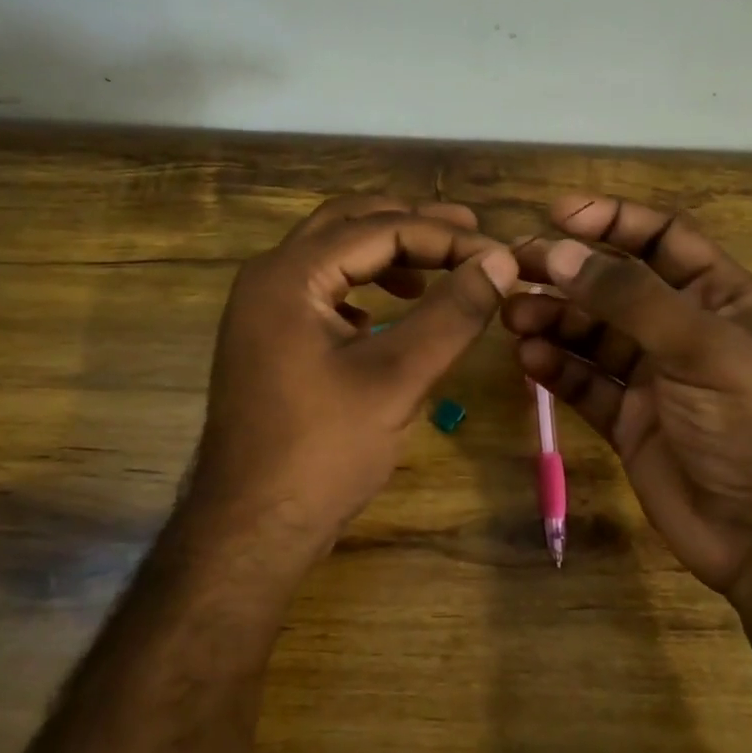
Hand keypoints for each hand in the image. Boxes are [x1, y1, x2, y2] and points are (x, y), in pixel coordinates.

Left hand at [189, 195, 517, 554]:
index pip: (379, 229)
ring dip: (386, 254)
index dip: (446, 237)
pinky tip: (389, 313)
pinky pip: (321, 292)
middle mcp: (268, 279)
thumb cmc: (323, 451)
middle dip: (412, 227)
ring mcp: (262, 311)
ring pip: (332, 257)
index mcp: (289, 275)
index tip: (499, 256)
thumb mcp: (397, 378)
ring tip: (438, 272)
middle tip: (471, 236)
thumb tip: (500, 262)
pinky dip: (362, 288)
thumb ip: (452, 314)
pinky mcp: (269, 342)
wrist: (251, 527)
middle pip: (348, 225)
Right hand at [505, 194, 751, 593]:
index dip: (612, 220)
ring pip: (592, 335)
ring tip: (514, 316)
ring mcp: (653, 379)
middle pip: (614, 286)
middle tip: (514, 267)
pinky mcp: (628, 422)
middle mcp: (683, 331)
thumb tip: (561, 252)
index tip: (556, 214)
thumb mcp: (701, 348)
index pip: (662, 238)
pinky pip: (584, 383)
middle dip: (568, 272)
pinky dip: (556, 368)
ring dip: (553, 319)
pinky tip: (529, 358)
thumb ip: (629, 299)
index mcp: (719, 298)